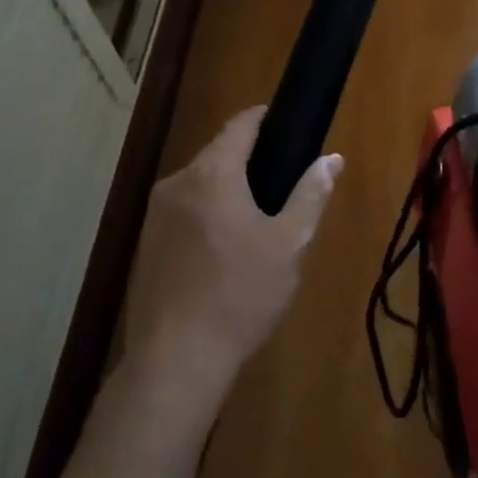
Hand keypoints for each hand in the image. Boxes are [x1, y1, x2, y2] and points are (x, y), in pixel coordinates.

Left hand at [127, 107, 342, 407]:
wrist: (176, 359)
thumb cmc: (241, 295)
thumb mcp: (289, 244)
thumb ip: (311, 195)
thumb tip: (331, 159)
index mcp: (212, 174)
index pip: (240, 125)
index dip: (264, 118)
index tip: (286, 124)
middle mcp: (177, 182)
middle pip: (218, 154)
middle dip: (249, 162)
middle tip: (282, 188)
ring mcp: (155, 214)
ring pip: (200, 185)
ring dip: (226, 191)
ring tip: (257, 223)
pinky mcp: (145, 243)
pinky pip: (184, 211)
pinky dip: (206, 215)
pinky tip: (223, 252)